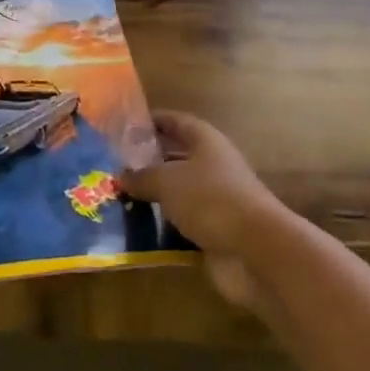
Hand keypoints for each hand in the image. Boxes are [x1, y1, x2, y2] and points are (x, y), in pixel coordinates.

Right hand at [121, 110, 287, 312]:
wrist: (255, 249)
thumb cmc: (210, 199)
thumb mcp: (168, 181)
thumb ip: (143, 176)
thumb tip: (122, 176)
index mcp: (206, 142)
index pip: (176, 122)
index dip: (154, 121)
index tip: (126, 126)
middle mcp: (212, 166)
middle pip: (176, 158)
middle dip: (148, 162)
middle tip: (114, 168)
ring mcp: (214, 201)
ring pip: (177, 194)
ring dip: (153, 198)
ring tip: (117, 200)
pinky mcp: (214, 232)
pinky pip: (181, 225)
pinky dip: (162, 228)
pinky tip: (135, 232)